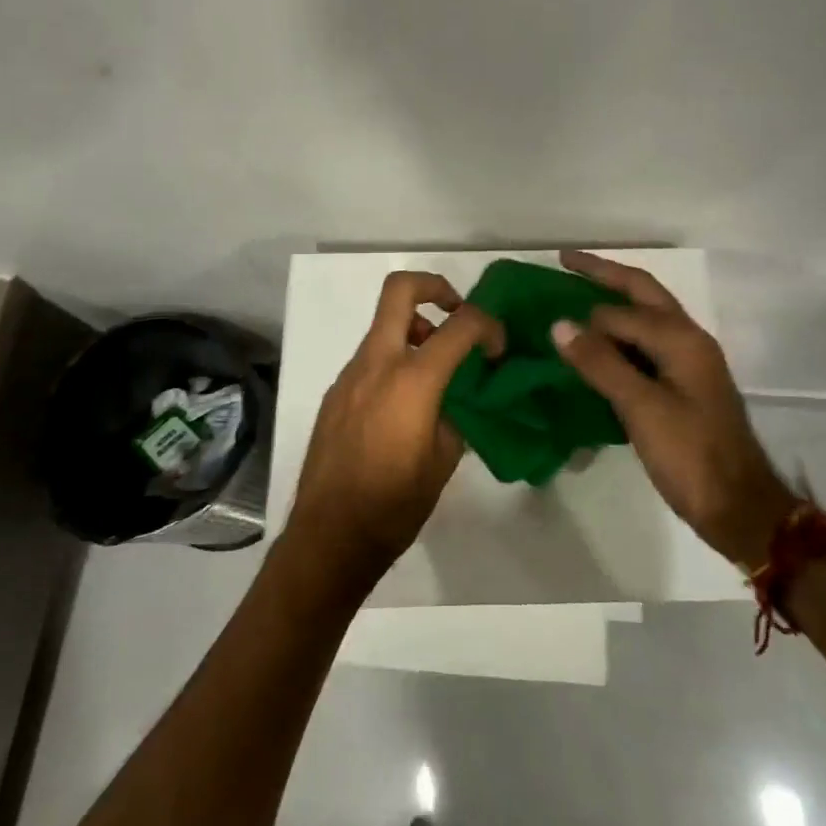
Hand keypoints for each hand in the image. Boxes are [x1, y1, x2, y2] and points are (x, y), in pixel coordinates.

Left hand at [287, 271, 503, 576]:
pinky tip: (405, 405)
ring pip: (383, 324)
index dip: (488, 325)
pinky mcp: (335, 393)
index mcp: (412, 379)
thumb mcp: (444, 459)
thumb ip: (455, 413)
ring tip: (437, 371)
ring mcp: (350, 375)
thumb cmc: (395, 504)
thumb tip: (456, 396)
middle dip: (435, 287)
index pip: (460, 324)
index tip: (497, 349)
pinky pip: (370, 358)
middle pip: (400, 290)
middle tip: (456, 312)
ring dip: (414, 330)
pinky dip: (394, 360)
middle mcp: (377, 363)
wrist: (328, 538)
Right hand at [552, 249, 797, 566]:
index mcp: (681, 338)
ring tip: (575, 296)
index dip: (586, 316)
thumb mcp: (642, 409)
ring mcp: (689, 362)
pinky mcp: (684, 385)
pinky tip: (598, 348)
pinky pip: (646, 345)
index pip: (621, 312)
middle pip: (642, 292)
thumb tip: (559, 324)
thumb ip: (602, 363)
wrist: (739, 508)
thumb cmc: (691, 456)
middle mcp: (688, 339)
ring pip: (646, 317)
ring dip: (613, 302)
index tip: (547, 320)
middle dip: (604, 274)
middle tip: (565, 261)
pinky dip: (619, 337)